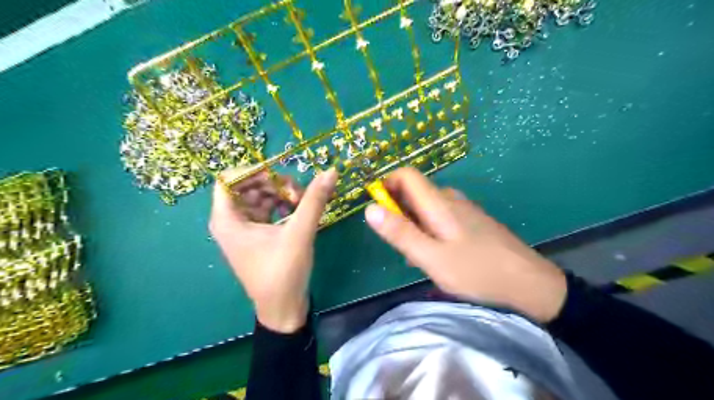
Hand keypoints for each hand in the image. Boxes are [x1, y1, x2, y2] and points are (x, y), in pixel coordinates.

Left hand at [210, 166, 337, 331]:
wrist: (283, 309)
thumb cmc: (283, 272)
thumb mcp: (299, 233)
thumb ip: (314, 200)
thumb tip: (331, 171)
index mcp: (227, 219)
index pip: (229, 178)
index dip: (254, 171)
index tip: (281, 176)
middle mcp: (230, 221)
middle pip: (247, 185)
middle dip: (274, 184)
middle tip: (298, 193)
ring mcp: (243, 229)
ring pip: (259, 197)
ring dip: (280, 194)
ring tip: (302, 202)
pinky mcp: (256, 236)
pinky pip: (266, 210)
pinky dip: (281, 206)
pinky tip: (298, 211)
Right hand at [365, 168, 566, 322]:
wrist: (531, 285)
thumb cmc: (477, 272)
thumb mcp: (432, 257)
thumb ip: (400, 233)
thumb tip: (369, 208)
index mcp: (439, 202)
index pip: (406, 175)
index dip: (386, 185)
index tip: (378, 210)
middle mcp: (451, 199)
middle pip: (414, 192)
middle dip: (399, 212)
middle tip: (401, 244)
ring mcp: (464, 210)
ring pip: (427, 208)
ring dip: (413, 225)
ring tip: (418, 257)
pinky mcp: (472, 222)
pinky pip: (441, 218)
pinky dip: (429, 231)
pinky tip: (437, 256)